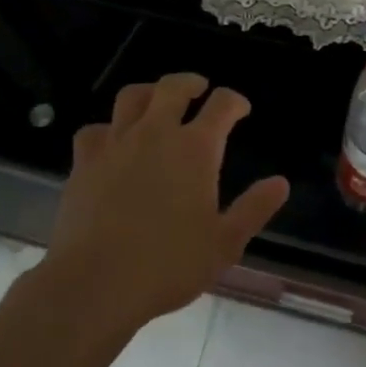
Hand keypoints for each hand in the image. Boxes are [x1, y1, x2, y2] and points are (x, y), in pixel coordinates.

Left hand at [40, 73, 289, 337]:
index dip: (234, 101)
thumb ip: (254, 209)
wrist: (95, 283)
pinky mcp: (84, 160)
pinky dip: (107, 130)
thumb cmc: (168, 265)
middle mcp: (156, 132)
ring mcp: (116, 142)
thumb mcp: (224, 244)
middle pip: (173, 87)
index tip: (240, 109)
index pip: (221, 104)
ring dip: (149, 94)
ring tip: (155, 103)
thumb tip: (281, 183)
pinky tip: (111, 143)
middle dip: (190, 83)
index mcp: (195, 148)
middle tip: (199, 89)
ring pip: (132, 96)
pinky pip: (95, 130)